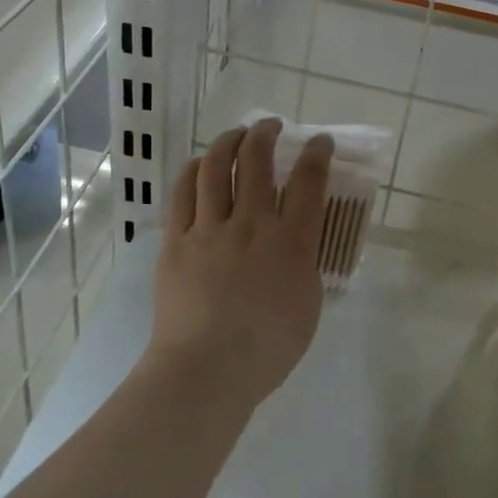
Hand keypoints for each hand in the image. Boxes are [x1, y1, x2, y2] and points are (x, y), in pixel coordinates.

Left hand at [148, 119, 333, 406]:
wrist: (207, 371)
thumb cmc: (268, 349)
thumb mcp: (308, 306)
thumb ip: (305, 267)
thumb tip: (298, 247)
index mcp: (292, 242)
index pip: (310, 181)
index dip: (317, 152)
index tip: (320, 141)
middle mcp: (252, 224)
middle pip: (258, 161)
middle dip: (266, 133)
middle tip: (271, 126)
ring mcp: (210, 229)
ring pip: (217, 167)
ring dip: (228, 141)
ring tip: (236, 135)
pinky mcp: (176, 240)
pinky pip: (183, 192)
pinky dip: (194, 170)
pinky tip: (200, 164)